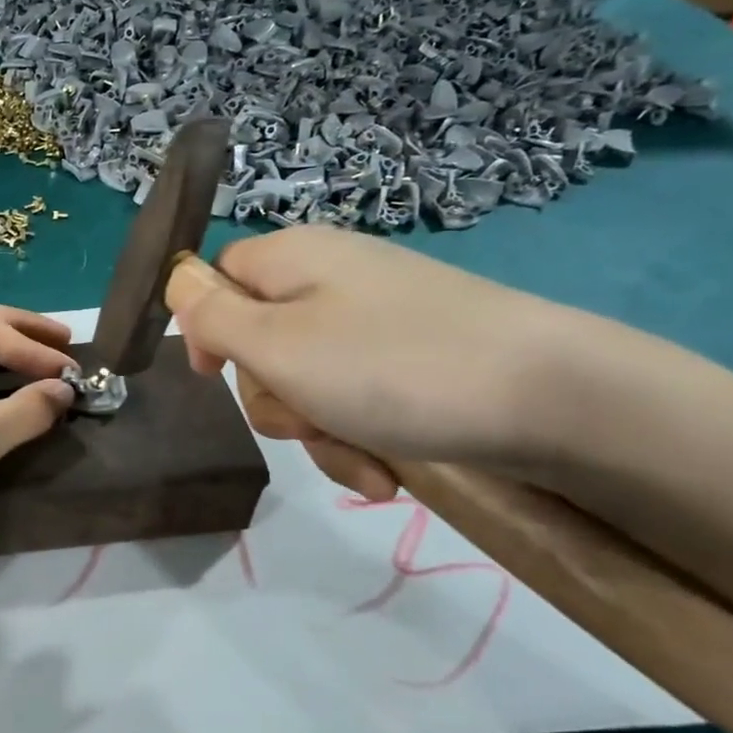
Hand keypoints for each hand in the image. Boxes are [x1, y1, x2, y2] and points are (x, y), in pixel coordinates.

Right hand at [166, 227, 595, 499]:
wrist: (556, 398)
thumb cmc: (392, 366)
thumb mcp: (277, 344)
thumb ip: (210, 314)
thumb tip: (176, 281)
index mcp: (291, 258)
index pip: (217, 278)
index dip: (206, 327)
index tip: (214, 374)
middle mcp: (330, 280)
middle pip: (259, 339)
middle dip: (273, 395)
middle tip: (305, 418)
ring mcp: (375, 322)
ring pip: (306, 382)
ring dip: (317, 430)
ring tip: (361, 458)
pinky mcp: (412, 361)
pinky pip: (354, 399)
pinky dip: (358, 438)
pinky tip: (386, 474)